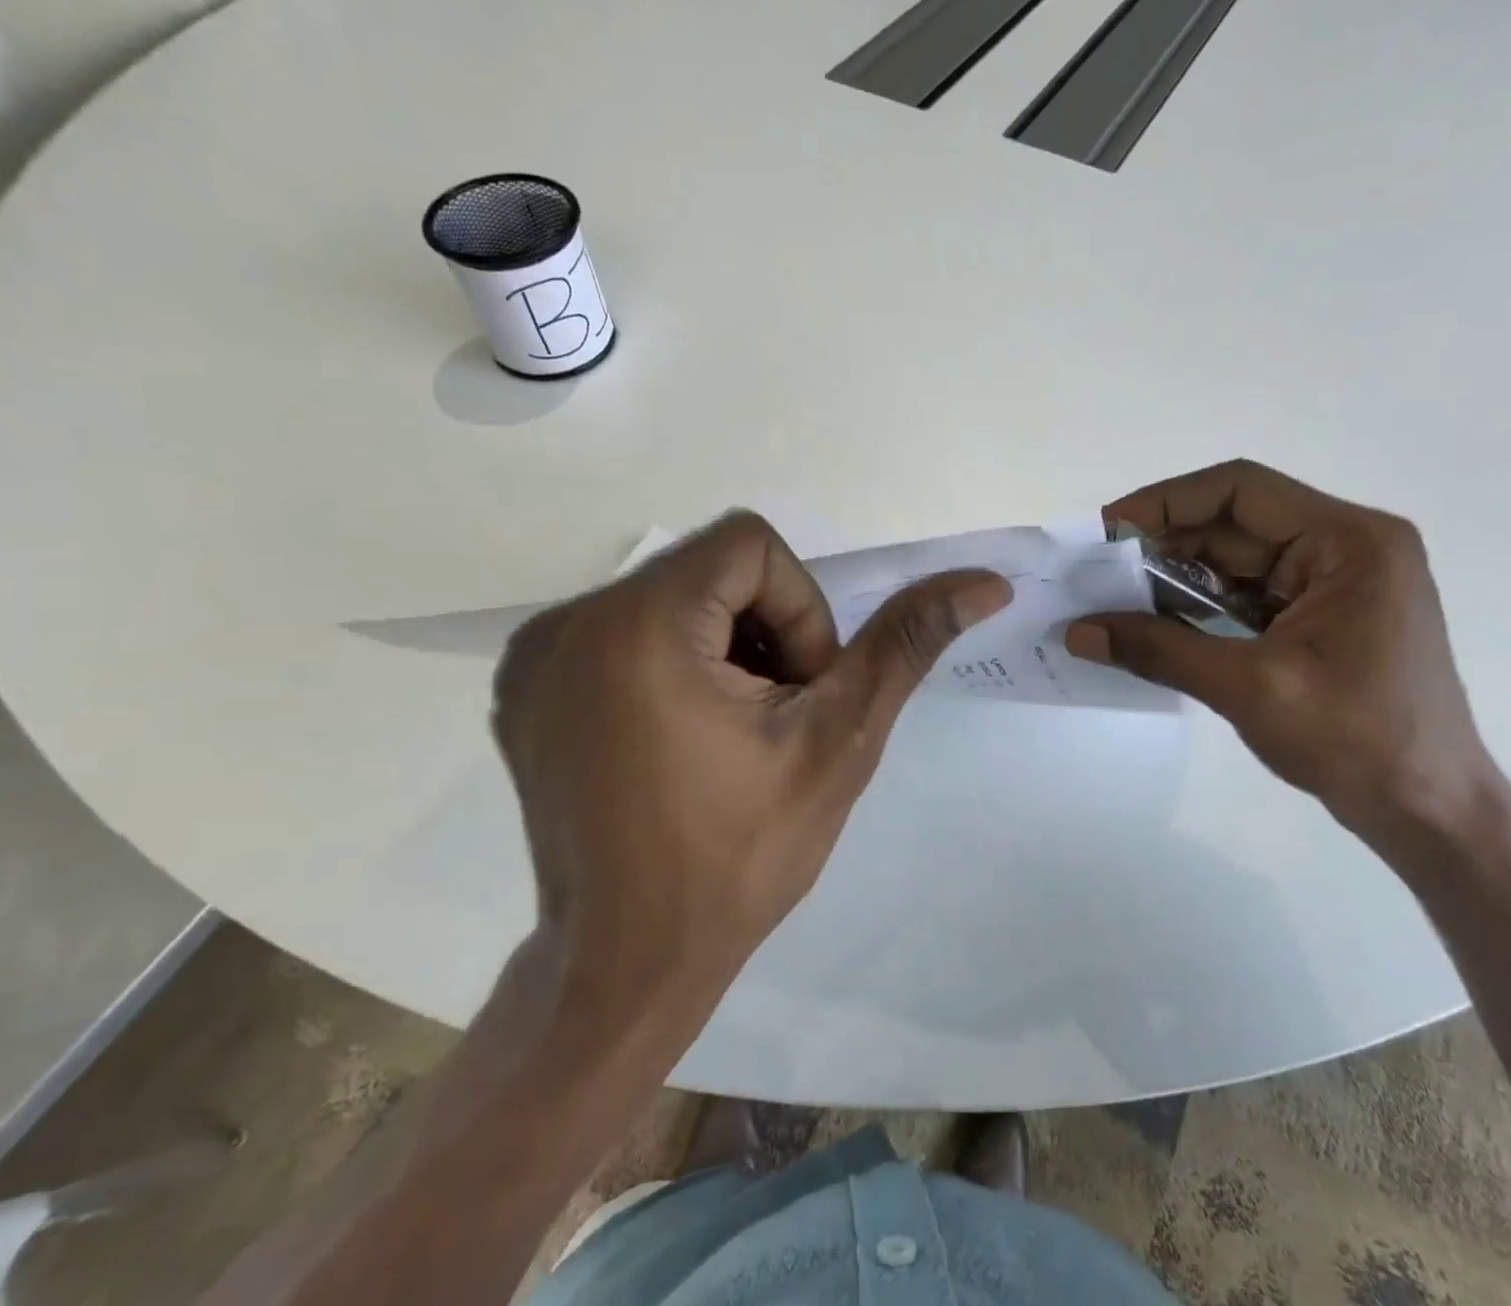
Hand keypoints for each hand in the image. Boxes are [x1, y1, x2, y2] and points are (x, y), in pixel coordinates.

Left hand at [492, 512, 1009, 998]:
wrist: (625, 966)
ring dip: (724, 646)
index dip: (800, 611)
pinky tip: (680, 737)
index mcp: (638, 625)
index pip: (750, 544)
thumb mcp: (840, 741)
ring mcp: (536, 656)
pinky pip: (624, 628)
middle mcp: (568, 622)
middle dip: (765, 631)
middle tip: (772, 721)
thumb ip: (906, 644)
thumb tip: (985, 582)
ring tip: (729, 733)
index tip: (797, 695)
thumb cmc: (739, 857)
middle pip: (711, 568)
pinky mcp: (525, 686)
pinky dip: (673, 661)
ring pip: (673, 595)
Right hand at [1066, 461, 1501, 848]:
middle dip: (1162, 545)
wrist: (1429, 812)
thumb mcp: (1249, 688)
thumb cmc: (1357, 741)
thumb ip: (1159, 650)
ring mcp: (1333, 582)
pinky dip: (1198, 605)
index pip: (1240, 491)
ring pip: (1234, 560)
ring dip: (1175, 577)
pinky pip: (1245, 594)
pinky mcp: (1319, 616)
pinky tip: (1153, 621)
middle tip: (1098, 571)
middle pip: (1234, 524)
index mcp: (1349, 542)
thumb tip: (1077, 632)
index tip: (1107, 531)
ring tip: (1113, 597)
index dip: (1165, 501)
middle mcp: (1345, 547)